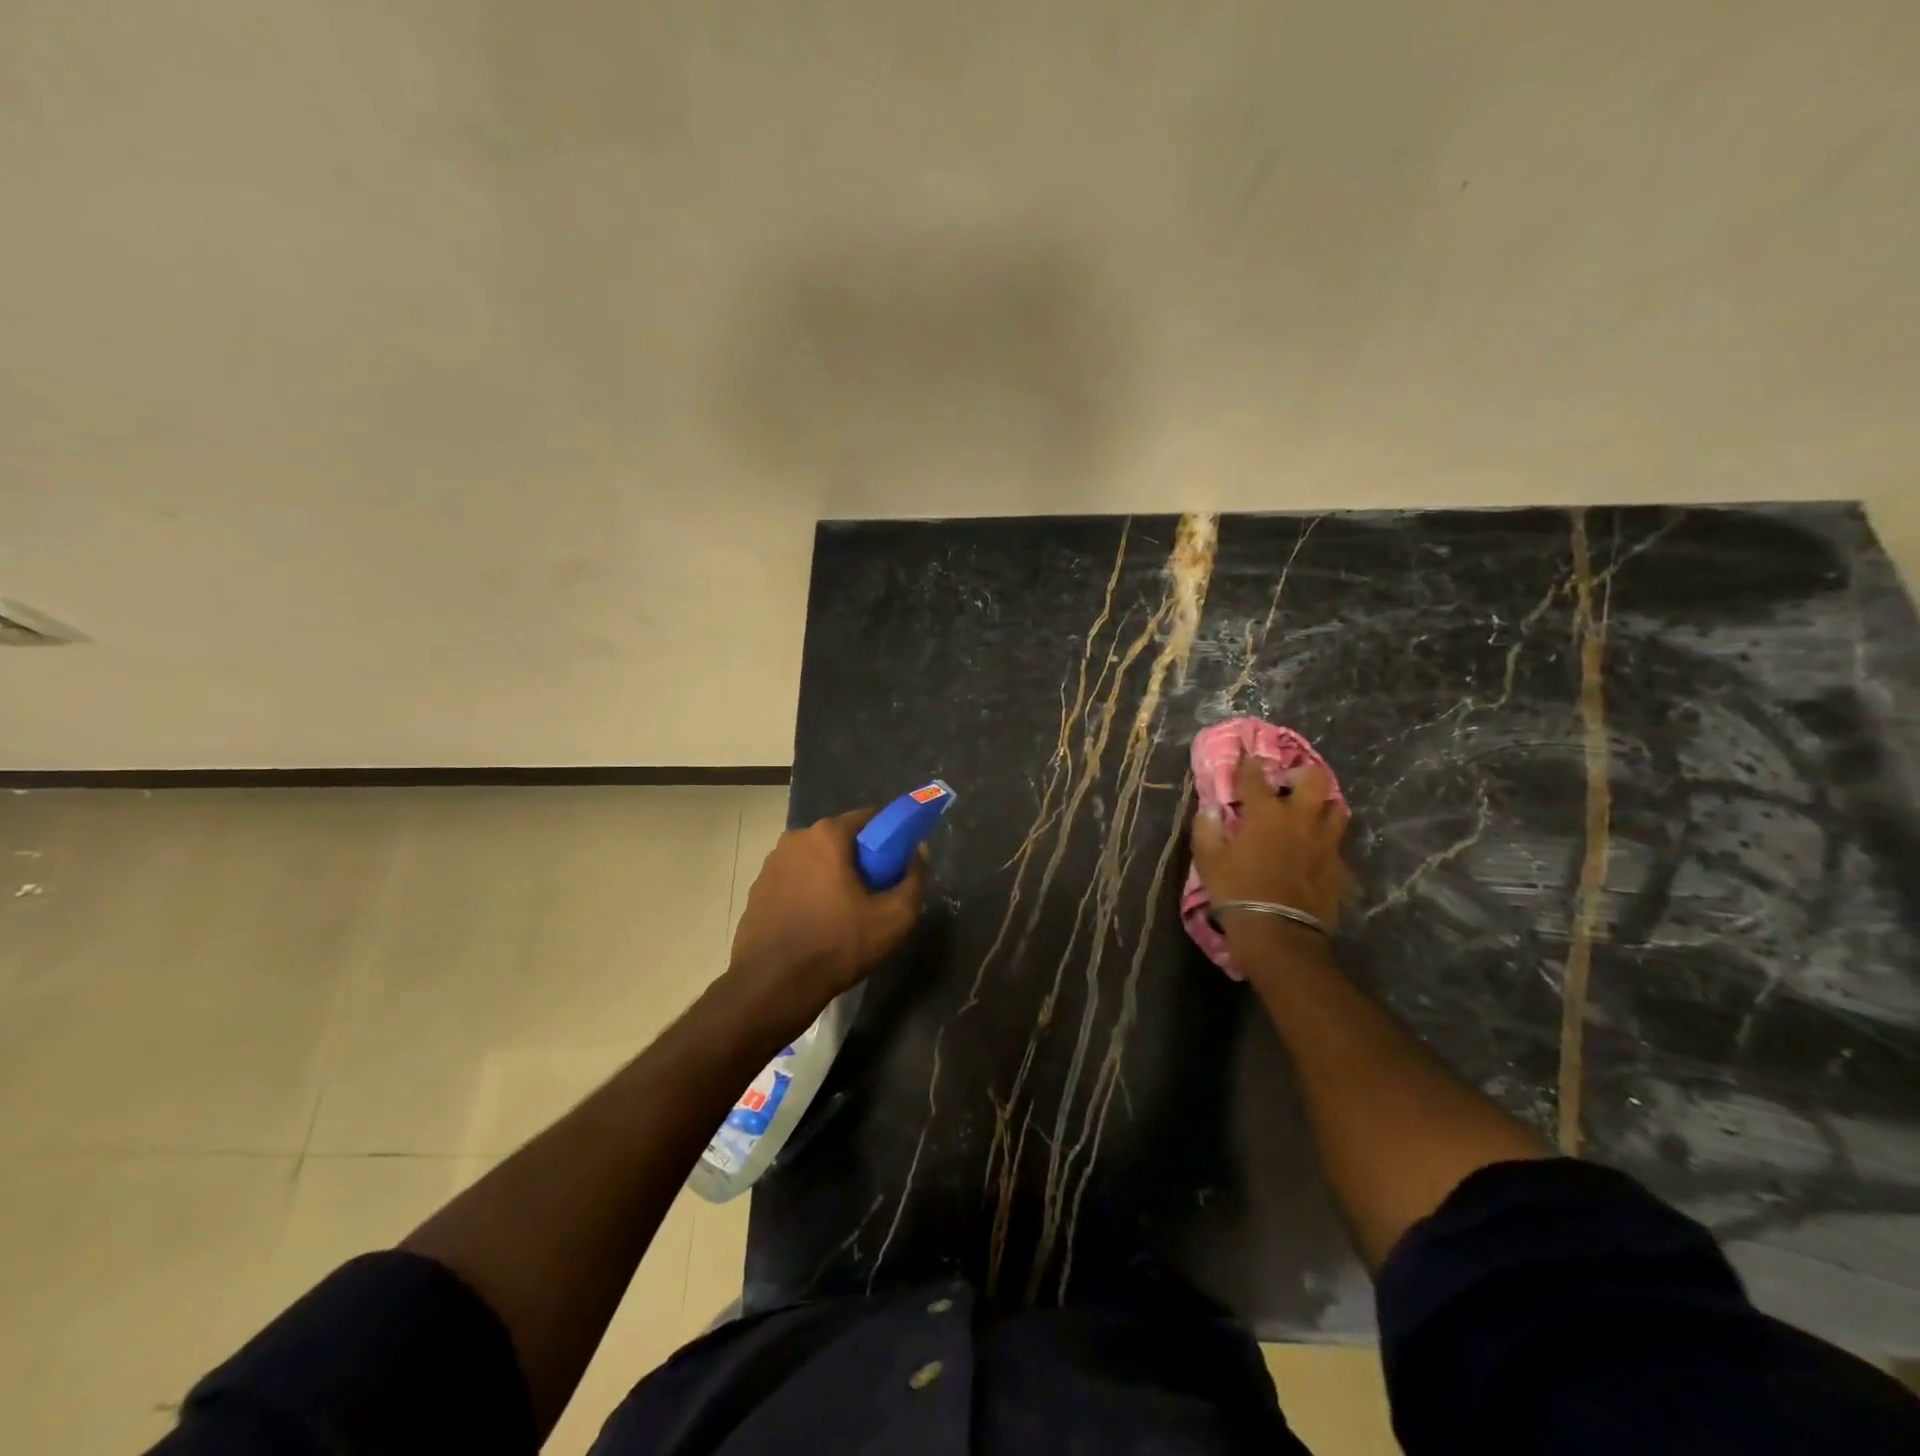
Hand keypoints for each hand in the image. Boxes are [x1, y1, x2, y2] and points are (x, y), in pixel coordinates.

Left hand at [727, 809, 927, 1025]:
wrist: (773, 987)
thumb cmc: (837, 945)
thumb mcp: (894, 917)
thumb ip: (914, 878)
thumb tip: (918, 852)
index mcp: (826, 835)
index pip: (868, 818)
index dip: (888, 838)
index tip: (896, 864)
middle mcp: (794, 839)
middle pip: (839, 839)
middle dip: (859, 859)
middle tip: (874, 892)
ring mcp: (770, 865)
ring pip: (815, 861)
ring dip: (831, 876)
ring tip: (844, 913)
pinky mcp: (757, 891)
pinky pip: (793, 881)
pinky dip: (807, 893)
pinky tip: (815, 924)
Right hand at [1191, 754, 1351, 930]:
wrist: (1280, 933)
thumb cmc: (1237, 891)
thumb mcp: (1208, 860)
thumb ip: (1207, 829)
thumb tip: (1211, 811)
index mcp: (1266, 813)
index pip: (1256, 777)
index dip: (1249, 764)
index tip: (1247, 757)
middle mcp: (1300, 818)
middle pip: (1313, 779)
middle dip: (1300, 774)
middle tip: (1287, 784)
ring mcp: (1325, 841)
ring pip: (1335, 807)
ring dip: (1321, 805)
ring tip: (1307, 813)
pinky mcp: (1338, 865)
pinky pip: (1337, 841)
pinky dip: (1325, 838)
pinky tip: (1314, 847)